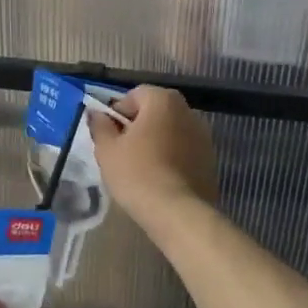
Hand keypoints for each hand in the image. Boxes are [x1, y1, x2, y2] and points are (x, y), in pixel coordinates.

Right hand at [89, 85, 217, 222]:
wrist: (178, 212)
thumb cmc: (137, 174)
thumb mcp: (107, 150)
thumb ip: (100, 126)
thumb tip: (97, 114)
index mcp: (163, 101)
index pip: (134, 95)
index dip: (118, 113)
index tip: (110, 136)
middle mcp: (188, 111)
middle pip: (155, 112)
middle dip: (138, 126)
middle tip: (122, 152)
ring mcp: (204, 136)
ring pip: (171, 132)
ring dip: (156, 142)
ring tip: (141, 168)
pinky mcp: (210, 159)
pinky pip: (184, 150)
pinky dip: (172, 158)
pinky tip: (160, 179)